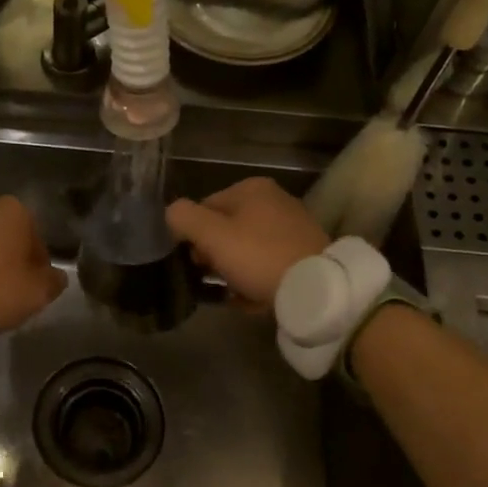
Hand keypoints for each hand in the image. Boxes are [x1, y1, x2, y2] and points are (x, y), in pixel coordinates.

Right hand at [166, 177, 328, 312]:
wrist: (315, 288)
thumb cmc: (258, 256)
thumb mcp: (211, 235)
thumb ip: (183, 218)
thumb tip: (171, 214)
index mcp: (252, 189)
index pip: (205, 207)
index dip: (193, 236)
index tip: (195, 261)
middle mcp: (274, 200)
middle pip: (226, 229)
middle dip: (214, 254)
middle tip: (211, 277)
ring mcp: (292, 227)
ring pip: (246, 249)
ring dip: (233, 270)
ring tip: (230, 292)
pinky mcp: (304, 253)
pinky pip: (267, 264)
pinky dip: (256, 279)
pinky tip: (250, 298)